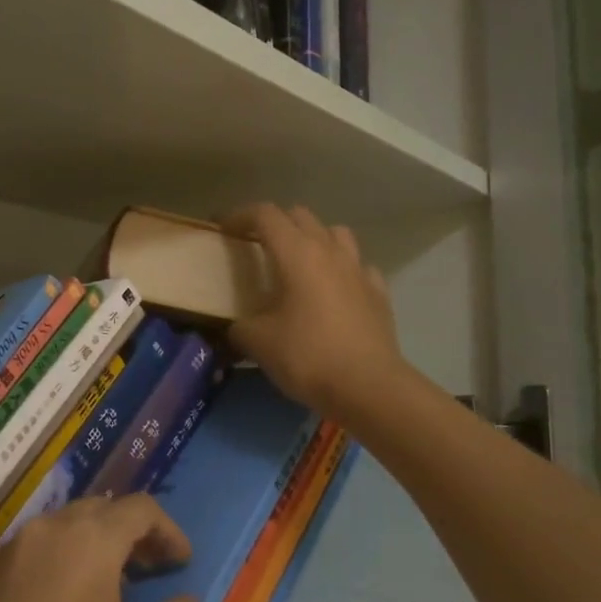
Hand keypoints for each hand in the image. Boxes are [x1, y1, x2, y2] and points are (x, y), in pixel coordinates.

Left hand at [0, 496, 197, 601]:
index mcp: (89, 538)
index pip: (140, 509)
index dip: (168, 531)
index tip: (181, 563)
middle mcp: (46, 529)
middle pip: (99, 512)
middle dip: (129, 534)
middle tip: (147, 571)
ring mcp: (8, 551)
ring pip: (61, 529)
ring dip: (91, 547)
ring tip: (106, 589)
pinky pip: (30, 554)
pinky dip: (56, 565)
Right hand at [221, 203, 405, 420]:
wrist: (368, 386)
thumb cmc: (308, 356)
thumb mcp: (258, 342)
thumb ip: (240, 327)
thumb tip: (236, 327)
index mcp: (297, 253)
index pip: (265, 215)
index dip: (239, 216)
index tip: (222, 229)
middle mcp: (329, 251)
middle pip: (300, 216)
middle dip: (275, 224)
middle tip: (256, 246)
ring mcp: (359, 269)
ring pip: (335, 233)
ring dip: (313, 238)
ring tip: (299, 262)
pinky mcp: (378, 292)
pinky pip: (357, 266)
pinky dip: (341, 269)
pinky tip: (334, 290)